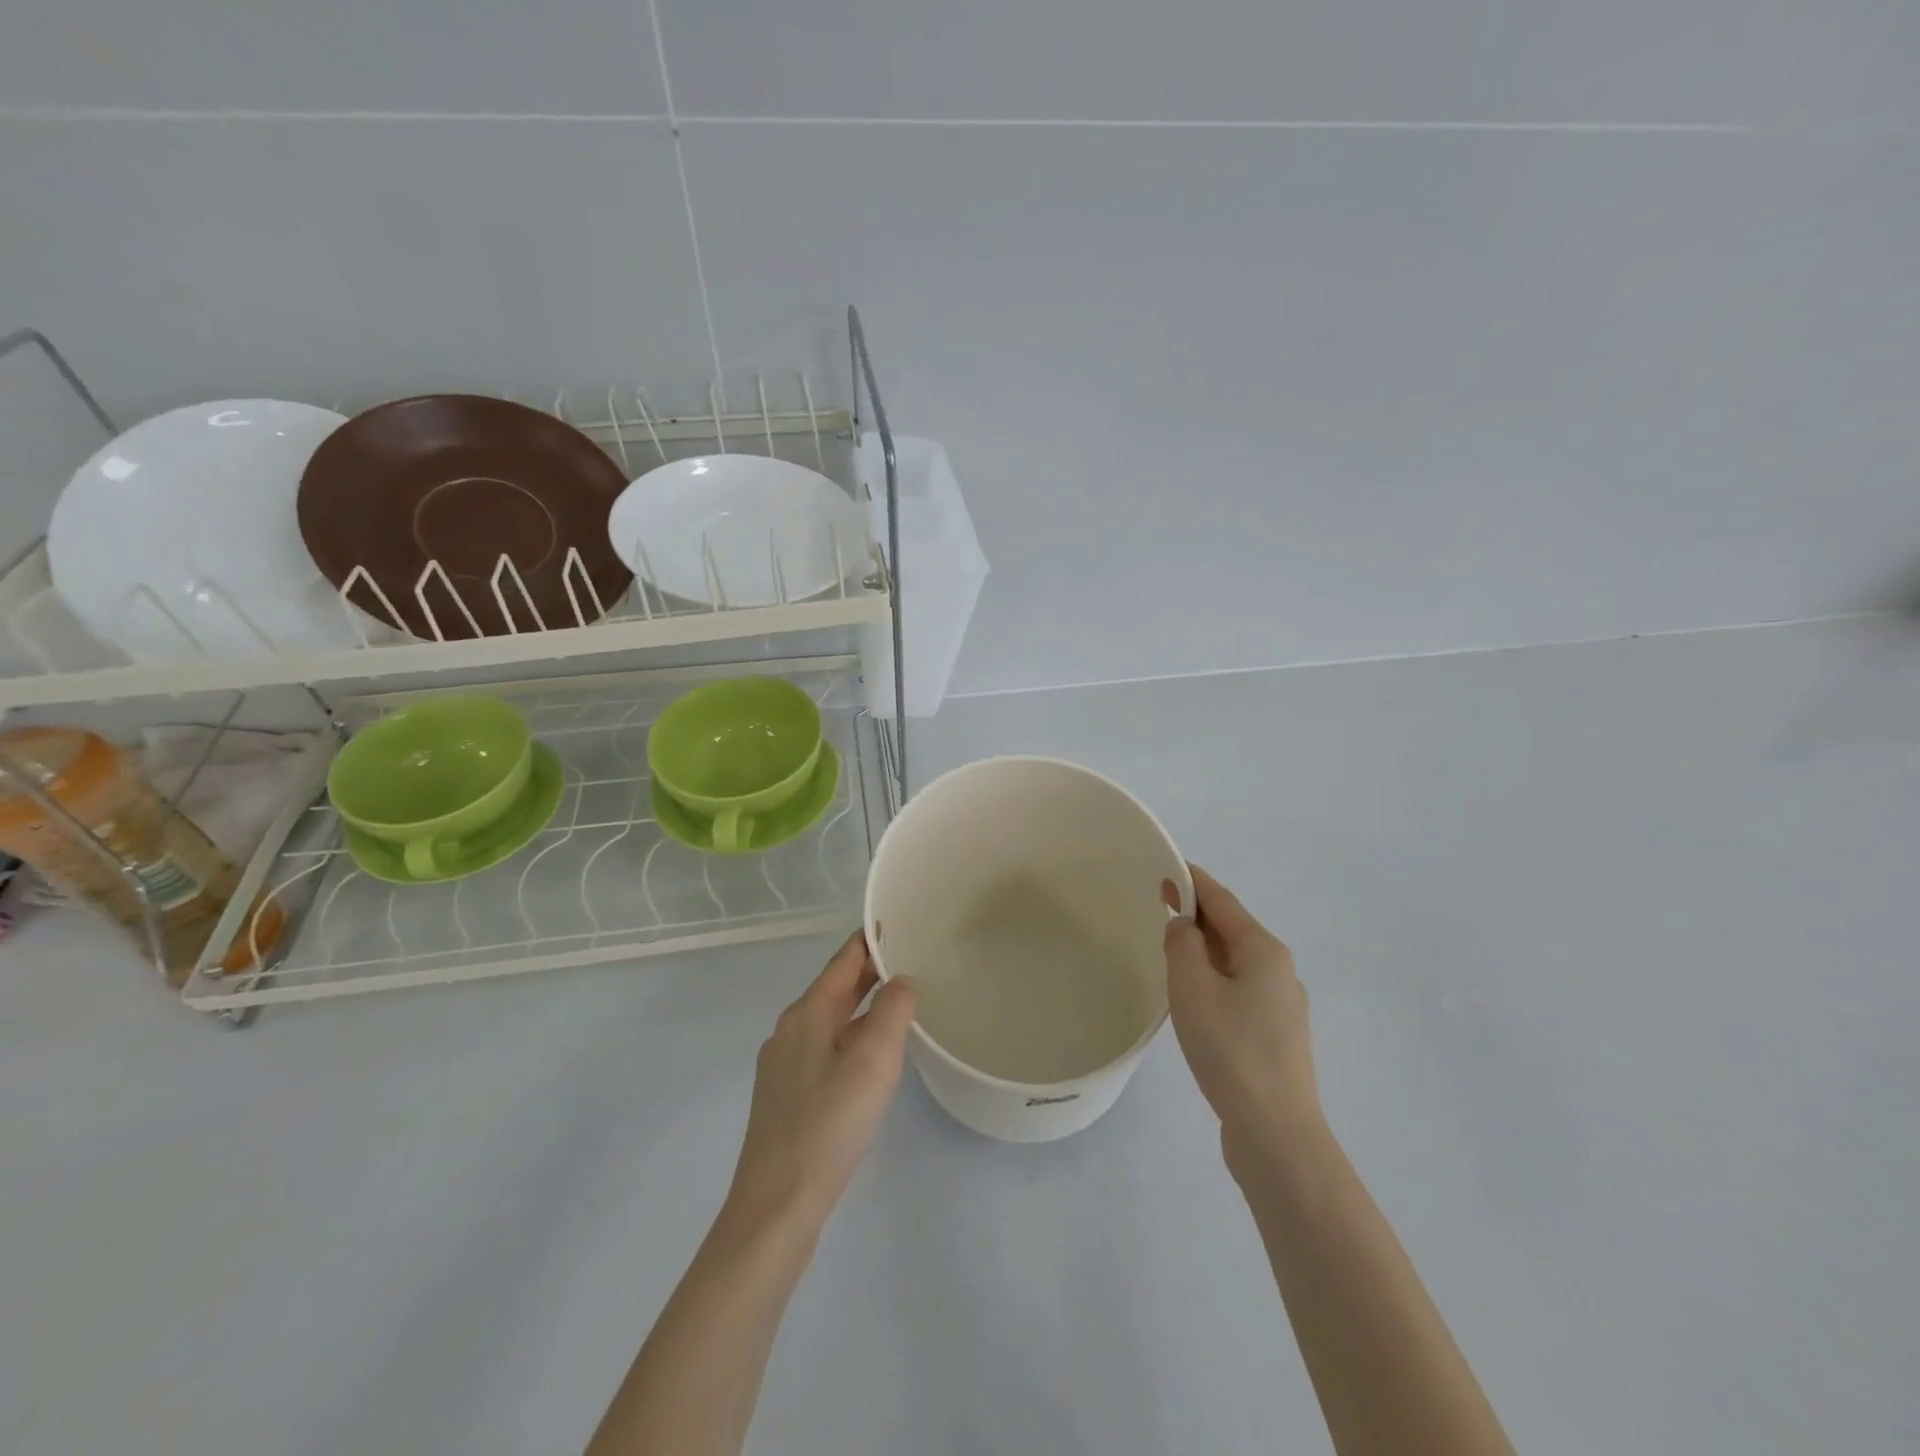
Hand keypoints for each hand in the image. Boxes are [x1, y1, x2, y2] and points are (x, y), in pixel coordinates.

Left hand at [721, 931, 916, 1243]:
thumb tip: (902, 980)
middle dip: (873, 970)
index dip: (873, 938)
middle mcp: (791, 1030)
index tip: (905, 922)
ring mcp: (785, 1065)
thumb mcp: (872, 1061)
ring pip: (832, 1019)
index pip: (844, 958)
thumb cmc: (828, 1126)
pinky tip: (874, 1057)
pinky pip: (827, 1048)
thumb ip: (892, 1011)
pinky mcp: (788, 1096)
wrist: (776, 1207)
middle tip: (917, 958)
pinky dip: (854, 1036)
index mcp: (807, 1013)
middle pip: (836, 986)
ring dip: (865, 1005)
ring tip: (903, 1002)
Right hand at [1165, 866, 1322, 1181]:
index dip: (1193, 881)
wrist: (1275, 1132)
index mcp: (1264, 950)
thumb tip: (1183, 926)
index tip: (1166, 868)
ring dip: (1203, 950)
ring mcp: (1282, 1007)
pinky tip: (1193, 998)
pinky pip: (1238, 991)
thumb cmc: (1230, 1049)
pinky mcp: (1275, 1038)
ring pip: (1235, 963)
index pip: (1223, 900)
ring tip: (1170, 950)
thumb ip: (1182, 945)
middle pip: (1232, 929)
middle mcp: (1279, 971)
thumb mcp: (1192, 987)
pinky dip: (1213, 980)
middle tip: (1159, 907)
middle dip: (1197, 915)